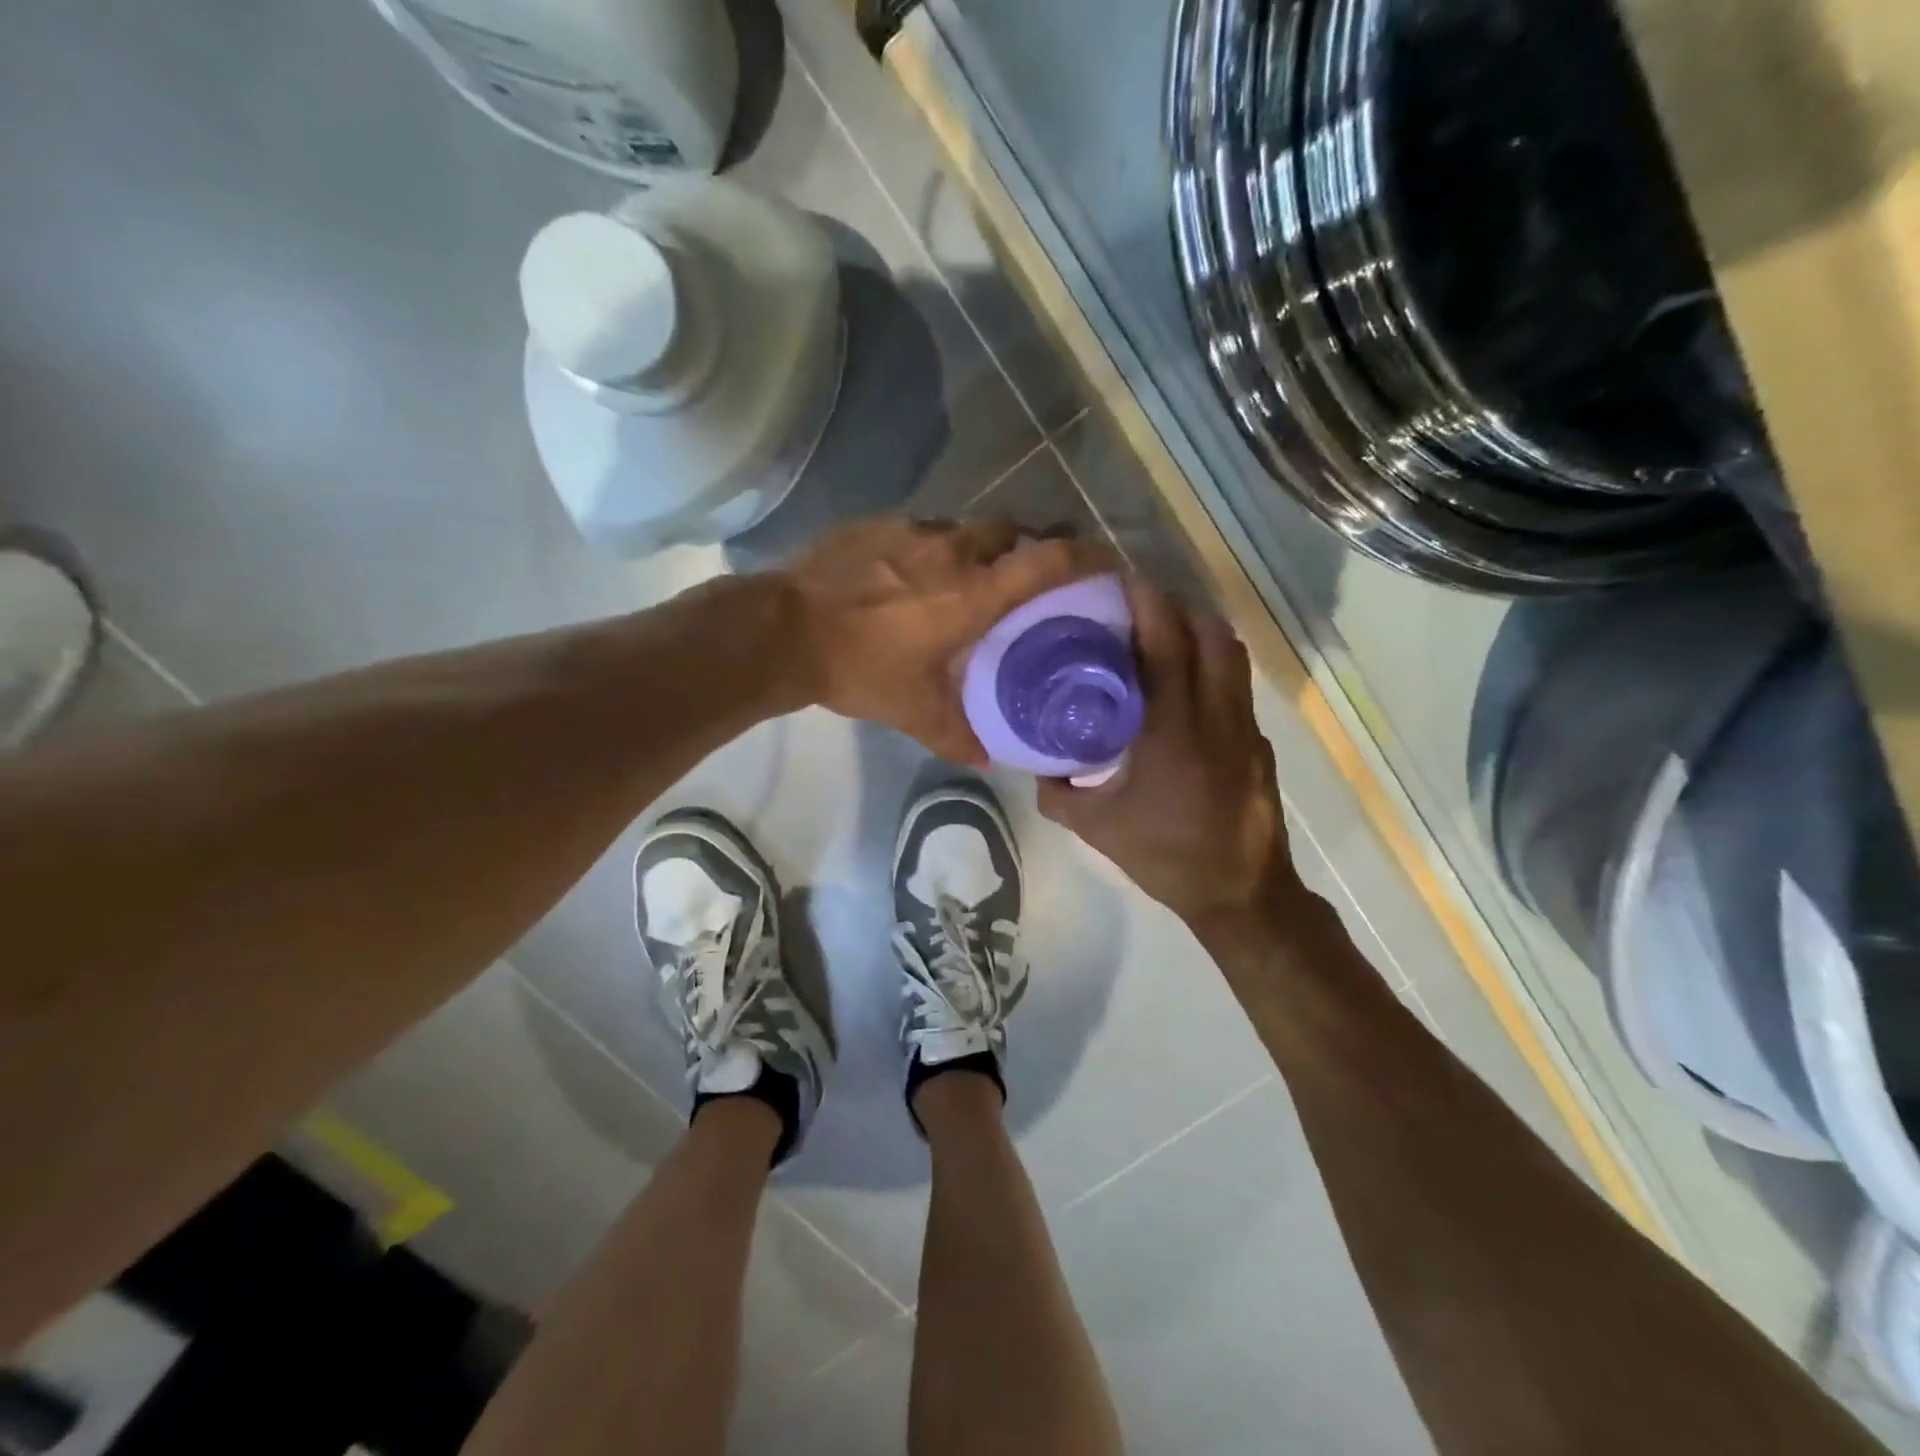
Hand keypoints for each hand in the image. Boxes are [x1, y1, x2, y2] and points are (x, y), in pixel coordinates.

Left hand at [785, 517, 1116, 766]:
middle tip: (1031, 574)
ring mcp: (911, 531)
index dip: (1087, 557)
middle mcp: (952, 550)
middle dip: (1031, 544)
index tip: (1108, 561)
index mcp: (974, 593)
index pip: (1049, 561)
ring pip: (966, 527)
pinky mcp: (876, 525)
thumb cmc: (860, 670)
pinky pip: (922, 530)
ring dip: (980, 546)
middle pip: (1013, 529)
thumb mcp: (914, 713)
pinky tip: (915, 574)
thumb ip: (958, 735)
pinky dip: (934, 548)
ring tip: (971, 576)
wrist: (784, 631)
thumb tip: (990, 760)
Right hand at [1038, 578, 1286, 924]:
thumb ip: (1058, 792)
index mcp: (1172, 730)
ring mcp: (1244, 728)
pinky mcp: (1257, 743)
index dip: (1151, 605)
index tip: (1126, 581)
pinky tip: (1186, 687)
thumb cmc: (1164, 855)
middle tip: (1141, 605)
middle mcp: (1215, 717)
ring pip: (1232, 656)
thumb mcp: (1095, 827)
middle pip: (1210, 635)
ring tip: (1166, 632)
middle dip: (1178, 607)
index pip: (1167, 646)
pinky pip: (1235, 686)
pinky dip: (1213, 667)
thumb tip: (1035, 765)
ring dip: (1201, 631)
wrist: (1240, 892)